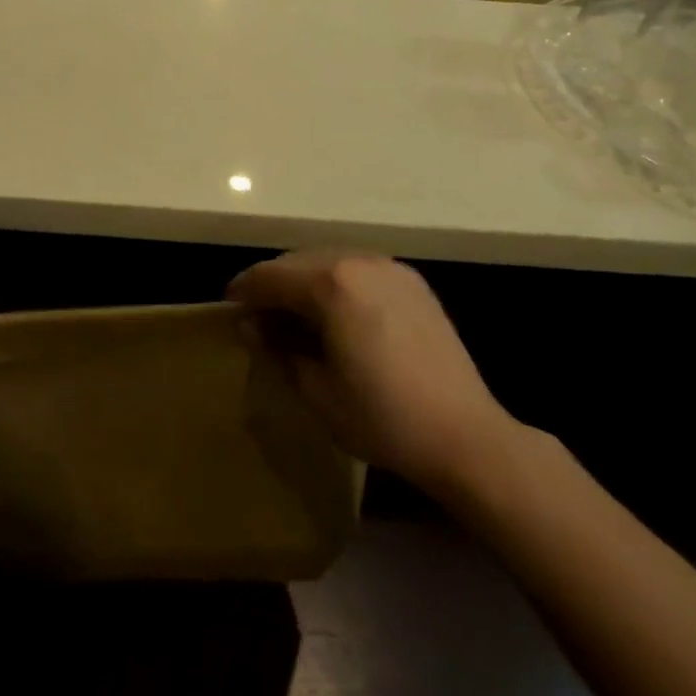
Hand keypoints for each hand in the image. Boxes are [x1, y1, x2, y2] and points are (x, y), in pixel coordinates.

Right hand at [227, 251, 518, 487]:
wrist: (466, 436)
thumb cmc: (383, 418)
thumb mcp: (316, 391)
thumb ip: (277, 349)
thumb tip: (250, 325)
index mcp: (331, 283)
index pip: (271, 276)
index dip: (244, 291)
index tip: (228, 308)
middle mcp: (358, 260)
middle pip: (298, 261)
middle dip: (273, 284)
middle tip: (257, 315)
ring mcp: (389, 267)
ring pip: (329, 260)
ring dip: (304, 281)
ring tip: (293, 314)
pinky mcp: (412, 281)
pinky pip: (359, 269)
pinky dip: (337, 283)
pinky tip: (335, 314)